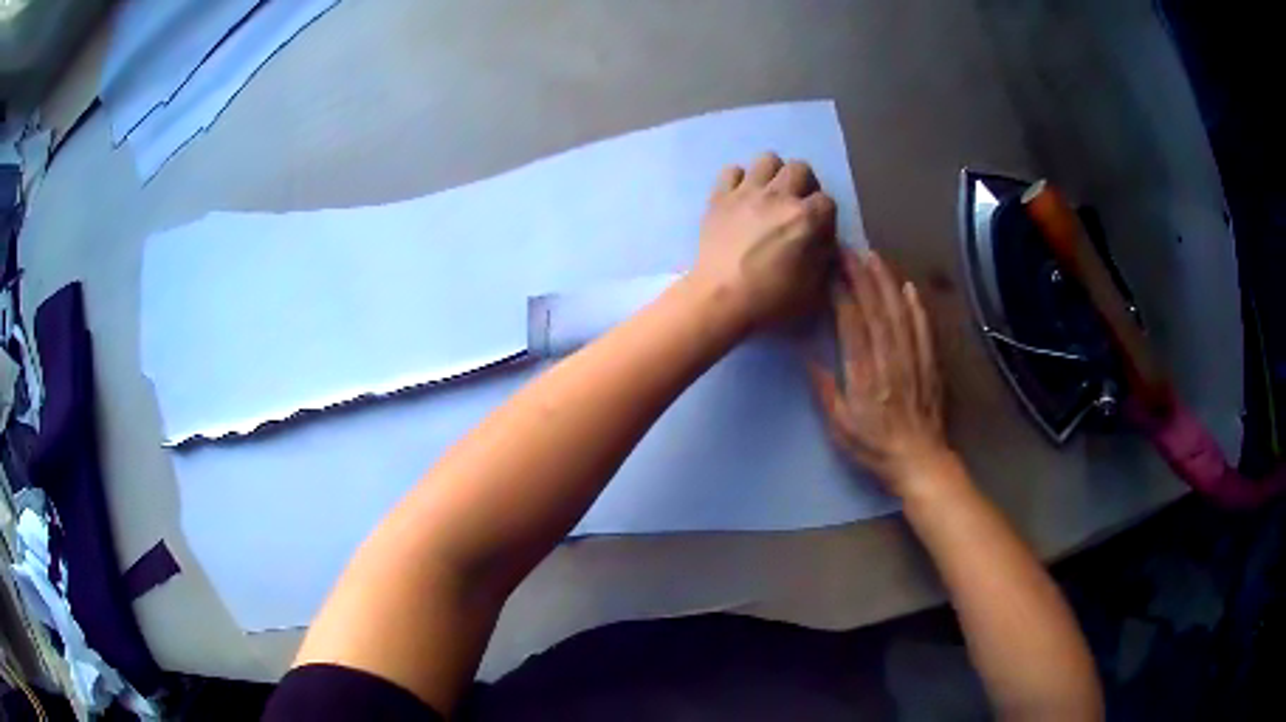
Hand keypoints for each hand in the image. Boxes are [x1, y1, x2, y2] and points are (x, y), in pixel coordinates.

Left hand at [692, 153, 837, 330]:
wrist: (719, 298)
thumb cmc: (770, 298)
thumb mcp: (812, 287)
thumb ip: (823, 257)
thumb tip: (823, 241)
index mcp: (805, 218)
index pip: (827, 201)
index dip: (825, 217)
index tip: (818, 231)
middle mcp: (778, 196)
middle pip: (800, 168)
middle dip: (804, 184)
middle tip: (797, 205)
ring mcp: (746, 192)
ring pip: (767, 160)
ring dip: (773, 174)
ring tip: (770, 194)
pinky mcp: (719, 197)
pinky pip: (731, 171)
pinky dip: (738, 180)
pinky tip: (740, 197)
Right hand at [809, 250, 950, 495]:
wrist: (919, 462)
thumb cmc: (874, 448)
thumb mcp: (840, 427)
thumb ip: (825, 390)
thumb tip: (809, 357)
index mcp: (865, 376)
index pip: (853, 325)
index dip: (843, 293)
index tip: (832, 269)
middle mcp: (890, 360)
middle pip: (877, 310)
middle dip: (862, 276)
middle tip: (850, 249)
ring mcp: (914, 359)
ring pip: (900, 313)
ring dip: (887, 282)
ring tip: (875, 256)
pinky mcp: (930, 364)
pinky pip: (923, 329)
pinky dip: (916, 306)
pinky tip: (909, 287)